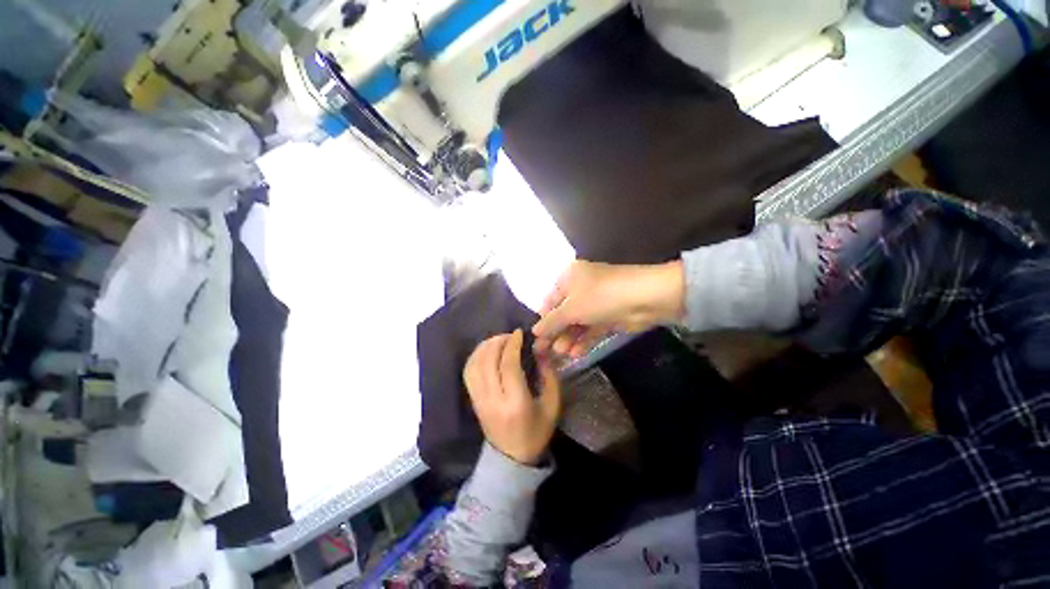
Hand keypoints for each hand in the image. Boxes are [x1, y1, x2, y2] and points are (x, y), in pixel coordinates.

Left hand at [463, 330, 560, 464]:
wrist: (511, 459)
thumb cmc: (537, 431)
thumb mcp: (552, 405)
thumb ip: (548, 375)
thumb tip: (539, 349)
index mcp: (516, 402)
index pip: (508, 365)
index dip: (513, 344)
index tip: (520, 332)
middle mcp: (493, 399)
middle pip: (488, 361)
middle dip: (498, 341)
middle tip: (510, 335)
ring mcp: (479, 400)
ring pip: (474, 365)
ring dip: (485, 347)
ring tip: (498, 340)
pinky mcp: (472, 401)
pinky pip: (468, 373)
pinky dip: (475, 357)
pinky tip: (486, 351)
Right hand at [532, 260, 685, 358]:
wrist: (646, 298)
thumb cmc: (601, 296)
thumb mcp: (571, 308)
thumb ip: (551, 322)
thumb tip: (534, 332)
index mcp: (570, 277)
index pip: (550, 300)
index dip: (543, 319)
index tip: (536, 338)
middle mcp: (581, 287)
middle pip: (563, 313)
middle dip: (556, 332)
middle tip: (546, 351)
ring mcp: (596, 302)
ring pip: (577, 322)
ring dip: (569, 338)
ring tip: (561, 355)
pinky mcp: (608, 316)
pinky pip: (591, 329)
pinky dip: (583, 340)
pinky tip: (575, 354)